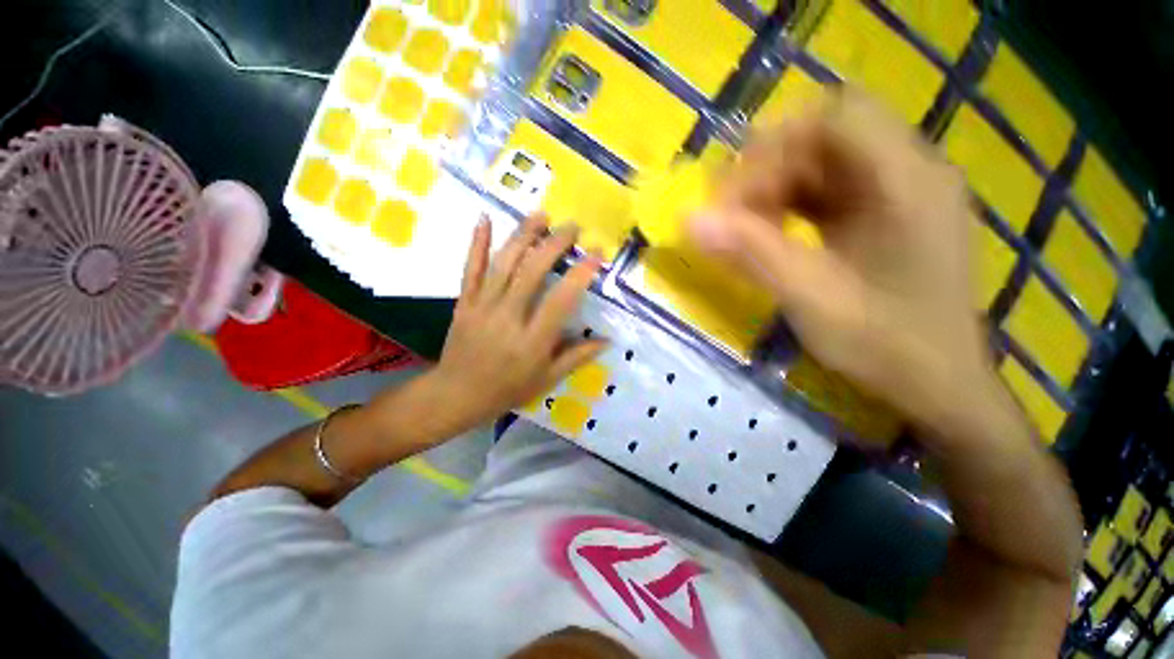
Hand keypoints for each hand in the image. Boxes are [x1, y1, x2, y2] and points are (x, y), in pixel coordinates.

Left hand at [427, 214, 605, 431]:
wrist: (456, 395)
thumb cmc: (507, 389)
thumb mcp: (547, 379)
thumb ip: (577, 357)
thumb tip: (607, 340)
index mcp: (532, 340)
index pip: (561, 300)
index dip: (580, 274)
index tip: (597, 253)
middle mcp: (508, 317)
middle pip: (531, 273)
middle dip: (554, 244)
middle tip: (572, 227)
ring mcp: (482, 307)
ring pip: (503, 264)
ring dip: (523, 236)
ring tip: (541, 214)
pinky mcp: (464, 302)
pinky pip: (470, 269)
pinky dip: (477, 243)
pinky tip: (484, 218)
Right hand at [689, 94, 994, 443]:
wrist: (939, 386)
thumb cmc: (886, 345)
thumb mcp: (811, 299)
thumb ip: (750, 253)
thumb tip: (690, 220)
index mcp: (906, 182)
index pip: (836, 116)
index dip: (775, 145)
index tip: (733, 195)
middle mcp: (910, 173)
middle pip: (827, 135)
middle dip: (770, 168)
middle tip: (732, 213)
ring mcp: (901, 194)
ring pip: (825, 162)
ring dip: (777, 187)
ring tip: (744, 226)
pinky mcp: (888, 215)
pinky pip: (831, 190)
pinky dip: (793, 204)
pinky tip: (772, 234)